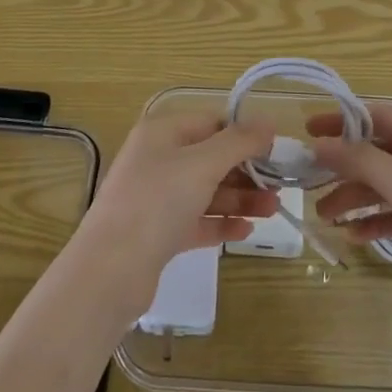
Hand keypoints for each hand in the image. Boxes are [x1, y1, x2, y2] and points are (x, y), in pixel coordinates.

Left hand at [74, 115, 278, 313]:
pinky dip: (220, 223)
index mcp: (162, 133)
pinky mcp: (157, 233)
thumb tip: (268, 122)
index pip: (211, 123)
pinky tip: (246, 231)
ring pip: (206, 191)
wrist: (111, 269)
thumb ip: (239, 142)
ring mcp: (155, 198)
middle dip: (246, 171)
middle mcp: (157, 160)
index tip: (276, 151)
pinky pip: (196, 221)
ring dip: (240, 199)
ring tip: (273, 211)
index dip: (244, 134)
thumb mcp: (203, 164)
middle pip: (210, 158)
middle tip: (280, 186)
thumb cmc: (158, 202)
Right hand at [308, 106, 391, 299]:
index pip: (379, 117)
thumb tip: (319, 142)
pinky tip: (353, 236)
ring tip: (323, 216)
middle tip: (308, 180)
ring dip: (354, 196)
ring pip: (386, 186)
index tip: (307, 130)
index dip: (342, 120)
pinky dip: (374, 221)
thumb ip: (360, 160)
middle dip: (345, 166)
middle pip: (380, 153)